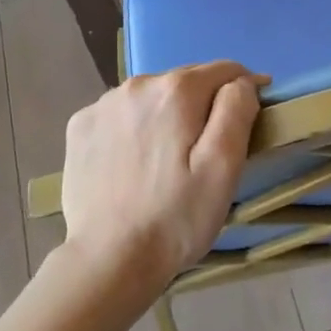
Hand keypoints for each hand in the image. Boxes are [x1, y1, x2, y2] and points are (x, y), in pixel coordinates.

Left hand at [60, 61, 266, 293]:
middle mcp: (136, 85)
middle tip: (208, 151)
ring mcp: (102, 104)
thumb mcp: (223, 166)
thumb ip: (236, 110)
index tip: (251, 119)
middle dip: (204, 104)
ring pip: (152, 97)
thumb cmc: (177, 216)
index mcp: (176, 90)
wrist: (110, 260)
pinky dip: (135, 128)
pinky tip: (136, 163)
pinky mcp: (79, 127)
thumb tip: (243, 81)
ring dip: (168, 115)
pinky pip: (121, 115)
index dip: (245, 90)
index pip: (224, 70)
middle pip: (186, 81)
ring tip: (170, 160)